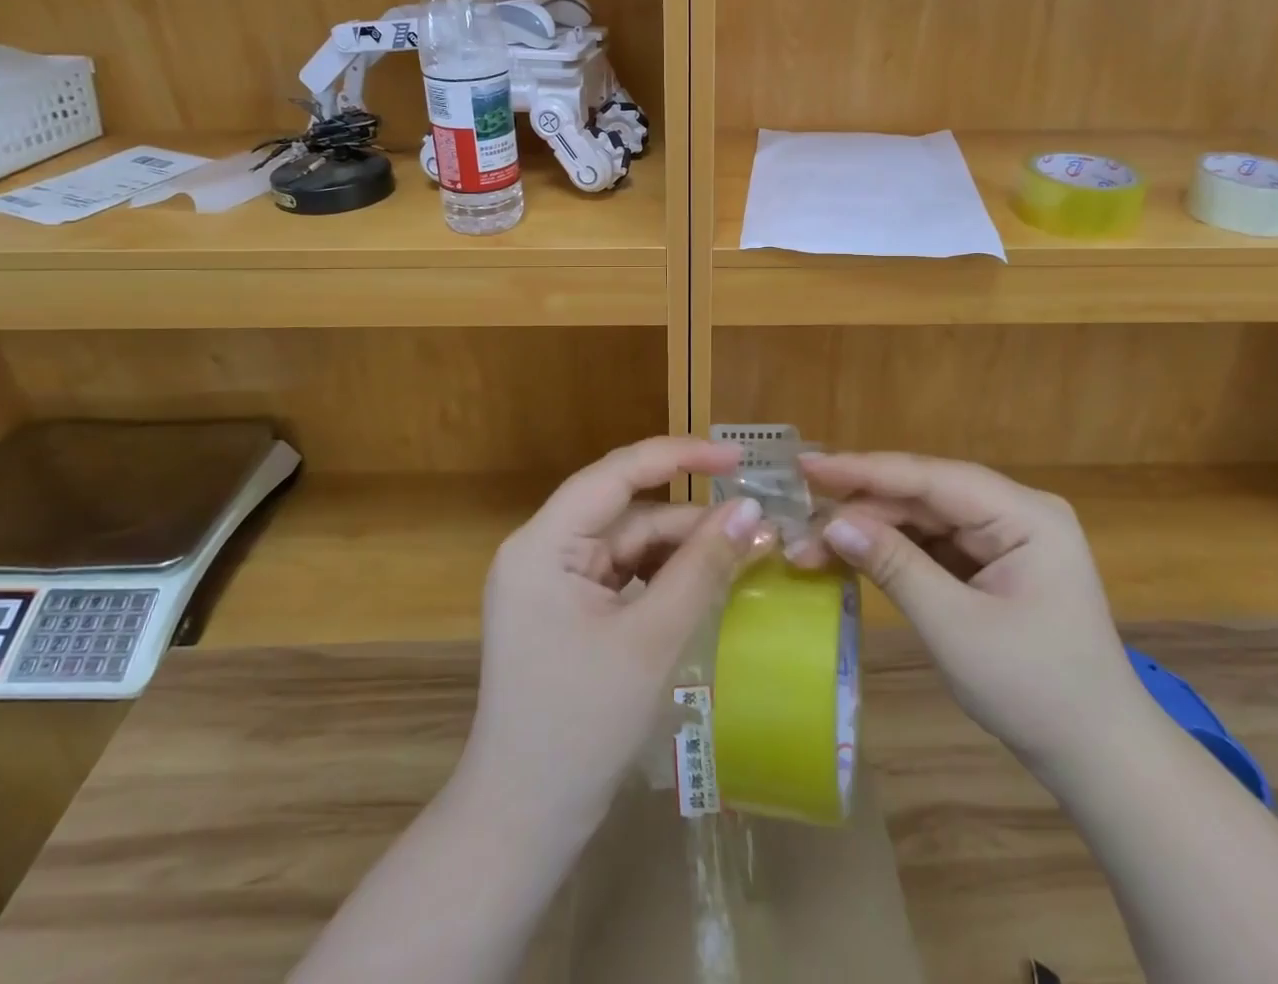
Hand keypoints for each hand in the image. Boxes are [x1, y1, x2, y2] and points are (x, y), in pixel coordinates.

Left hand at [460, 437, 774, 835]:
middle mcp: (541, 549)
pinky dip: (662, 574)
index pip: (616, 474)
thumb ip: (702, 567)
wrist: (523, 821)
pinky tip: (703, 581)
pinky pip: (622, 571)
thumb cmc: (581, 726)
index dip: (679, 456)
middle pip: (625, 510)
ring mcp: (551, 580)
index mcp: (543, 543)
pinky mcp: (565, 607)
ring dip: (680, 547)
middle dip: (689, 517)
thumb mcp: (651, 639)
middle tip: (754, 523)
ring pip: (628, 541)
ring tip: (739, 552)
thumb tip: (751, 509)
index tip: (737, 459)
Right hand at [794, 451, 1148, 777]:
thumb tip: (831, 523)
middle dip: (860, 510)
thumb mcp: (955, 627)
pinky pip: (932, 544)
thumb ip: (893, 565)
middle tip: (798, 523)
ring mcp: (1004, 538)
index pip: (930, 478)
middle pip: (923, 496)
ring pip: (922, 519)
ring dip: (870, 531)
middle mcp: (1014, 512)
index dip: (864, 470)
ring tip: (812, 545)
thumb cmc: (1036, 690)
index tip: (807, 465)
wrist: (1098, 759)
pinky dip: (891, 551)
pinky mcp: (991, 563)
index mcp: (1024, 514)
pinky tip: (852, 555)